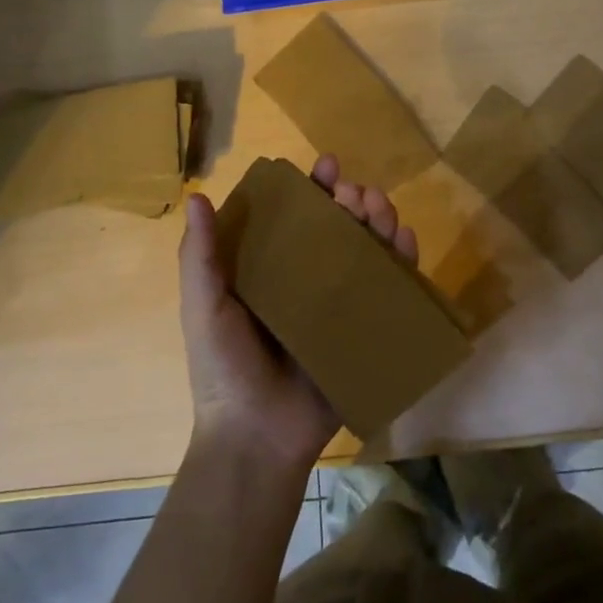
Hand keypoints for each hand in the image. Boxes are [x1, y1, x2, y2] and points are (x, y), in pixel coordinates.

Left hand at [179, 154, 417, 471]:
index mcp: (273, 270)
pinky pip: (392, 288)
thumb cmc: (225, 369)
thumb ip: (200, 257)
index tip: (327, 166)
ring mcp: (343, 304)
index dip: (314, 188)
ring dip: (380, 220)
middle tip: (355, 193)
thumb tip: (197, 198)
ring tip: (380, 206)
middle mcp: (311, 280)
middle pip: (341, 228)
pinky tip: (404, 238)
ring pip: (370, 250)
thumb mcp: (204, 308)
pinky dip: (403, 259)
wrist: (258, 436)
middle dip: (354, 200)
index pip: (298, 218)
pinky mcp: (369, 328)